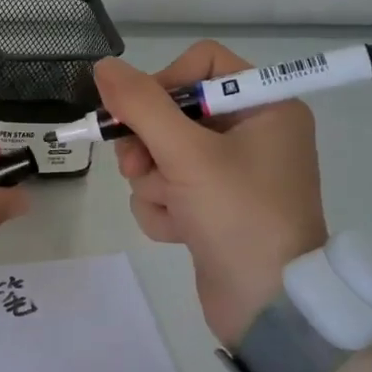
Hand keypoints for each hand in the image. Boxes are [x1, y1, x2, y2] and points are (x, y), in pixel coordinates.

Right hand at [96, 44, 327, 346]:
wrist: (267, 307)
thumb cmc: (238, 215)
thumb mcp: (186, 154)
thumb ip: (140, 105)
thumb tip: (103, 66)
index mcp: (264, 106)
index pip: (201, 64)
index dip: (164, 82)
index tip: (137, 112)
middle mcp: (251, 133)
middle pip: (173, 112)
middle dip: (148, 144)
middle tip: (136, 168)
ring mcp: (231, 173)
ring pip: (163, 154)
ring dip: (156, 183)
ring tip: (173, 209)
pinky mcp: (214, 206)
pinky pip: (170, 189)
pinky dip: (165, 209)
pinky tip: (180, 232)